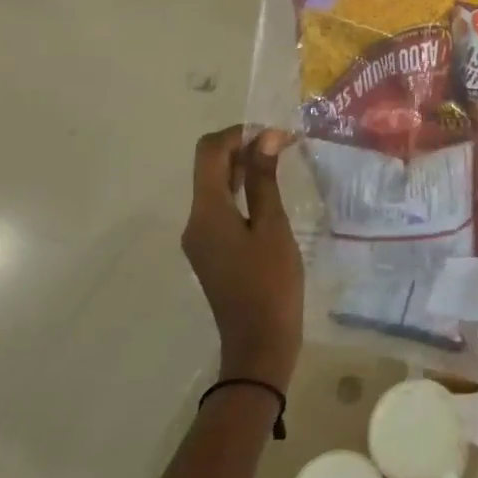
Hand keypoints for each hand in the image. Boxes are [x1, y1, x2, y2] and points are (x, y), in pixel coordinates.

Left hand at [184, 126, 303, 387]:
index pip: (209, 152)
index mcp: (206, 212)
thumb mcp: (273, 227)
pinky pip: (220, 207)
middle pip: (209, 167)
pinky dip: (241, 191)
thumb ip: (265, 180)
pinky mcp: (211, 250)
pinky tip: (268, 192)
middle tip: (283, 143)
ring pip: (215, 186)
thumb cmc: (271, 283)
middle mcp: (195, 221)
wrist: (259, 344)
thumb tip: (265, 138)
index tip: (274, 133)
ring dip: (243, 168)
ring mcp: (200, 238)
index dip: (238, 133)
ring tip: (279, 161)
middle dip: (242, 147)